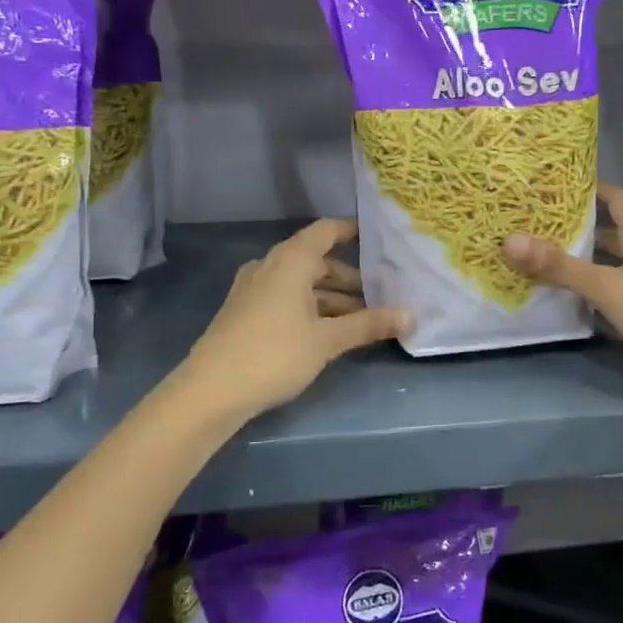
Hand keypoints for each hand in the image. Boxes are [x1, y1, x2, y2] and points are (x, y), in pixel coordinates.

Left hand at [184, 218, 409, 418]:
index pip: (327, 231)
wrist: (210, 391)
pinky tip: (331, 331)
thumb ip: (369, 325)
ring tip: (364, 319)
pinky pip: (287, 298)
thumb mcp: (327, 340)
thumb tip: (412, 315)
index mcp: (291, 260)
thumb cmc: (274, 354)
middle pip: (317, 261)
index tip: (381, 239)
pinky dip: (311, 307)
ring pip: (302, 283)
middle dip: (350, 278)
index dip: (353, 231)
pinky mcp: (246, 312)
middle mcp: (271, 266)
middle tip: (383, 294)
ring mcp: (255, 289)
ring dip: (332, 298)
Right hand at [502, 184, 622, 445]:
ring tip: (547, 256)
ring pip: (616, 260)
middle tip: (538, 223)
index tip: (553, 187)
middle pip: (614, 228)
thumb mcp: (606, 287)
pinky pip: (620, 286)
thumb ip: (559, 266)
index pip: (616, 196)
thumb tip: (509, 240)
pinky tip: (573, 295)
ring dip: (587, 257)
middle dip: (580, 225)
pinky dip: (597, 285)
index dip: (588, 189)